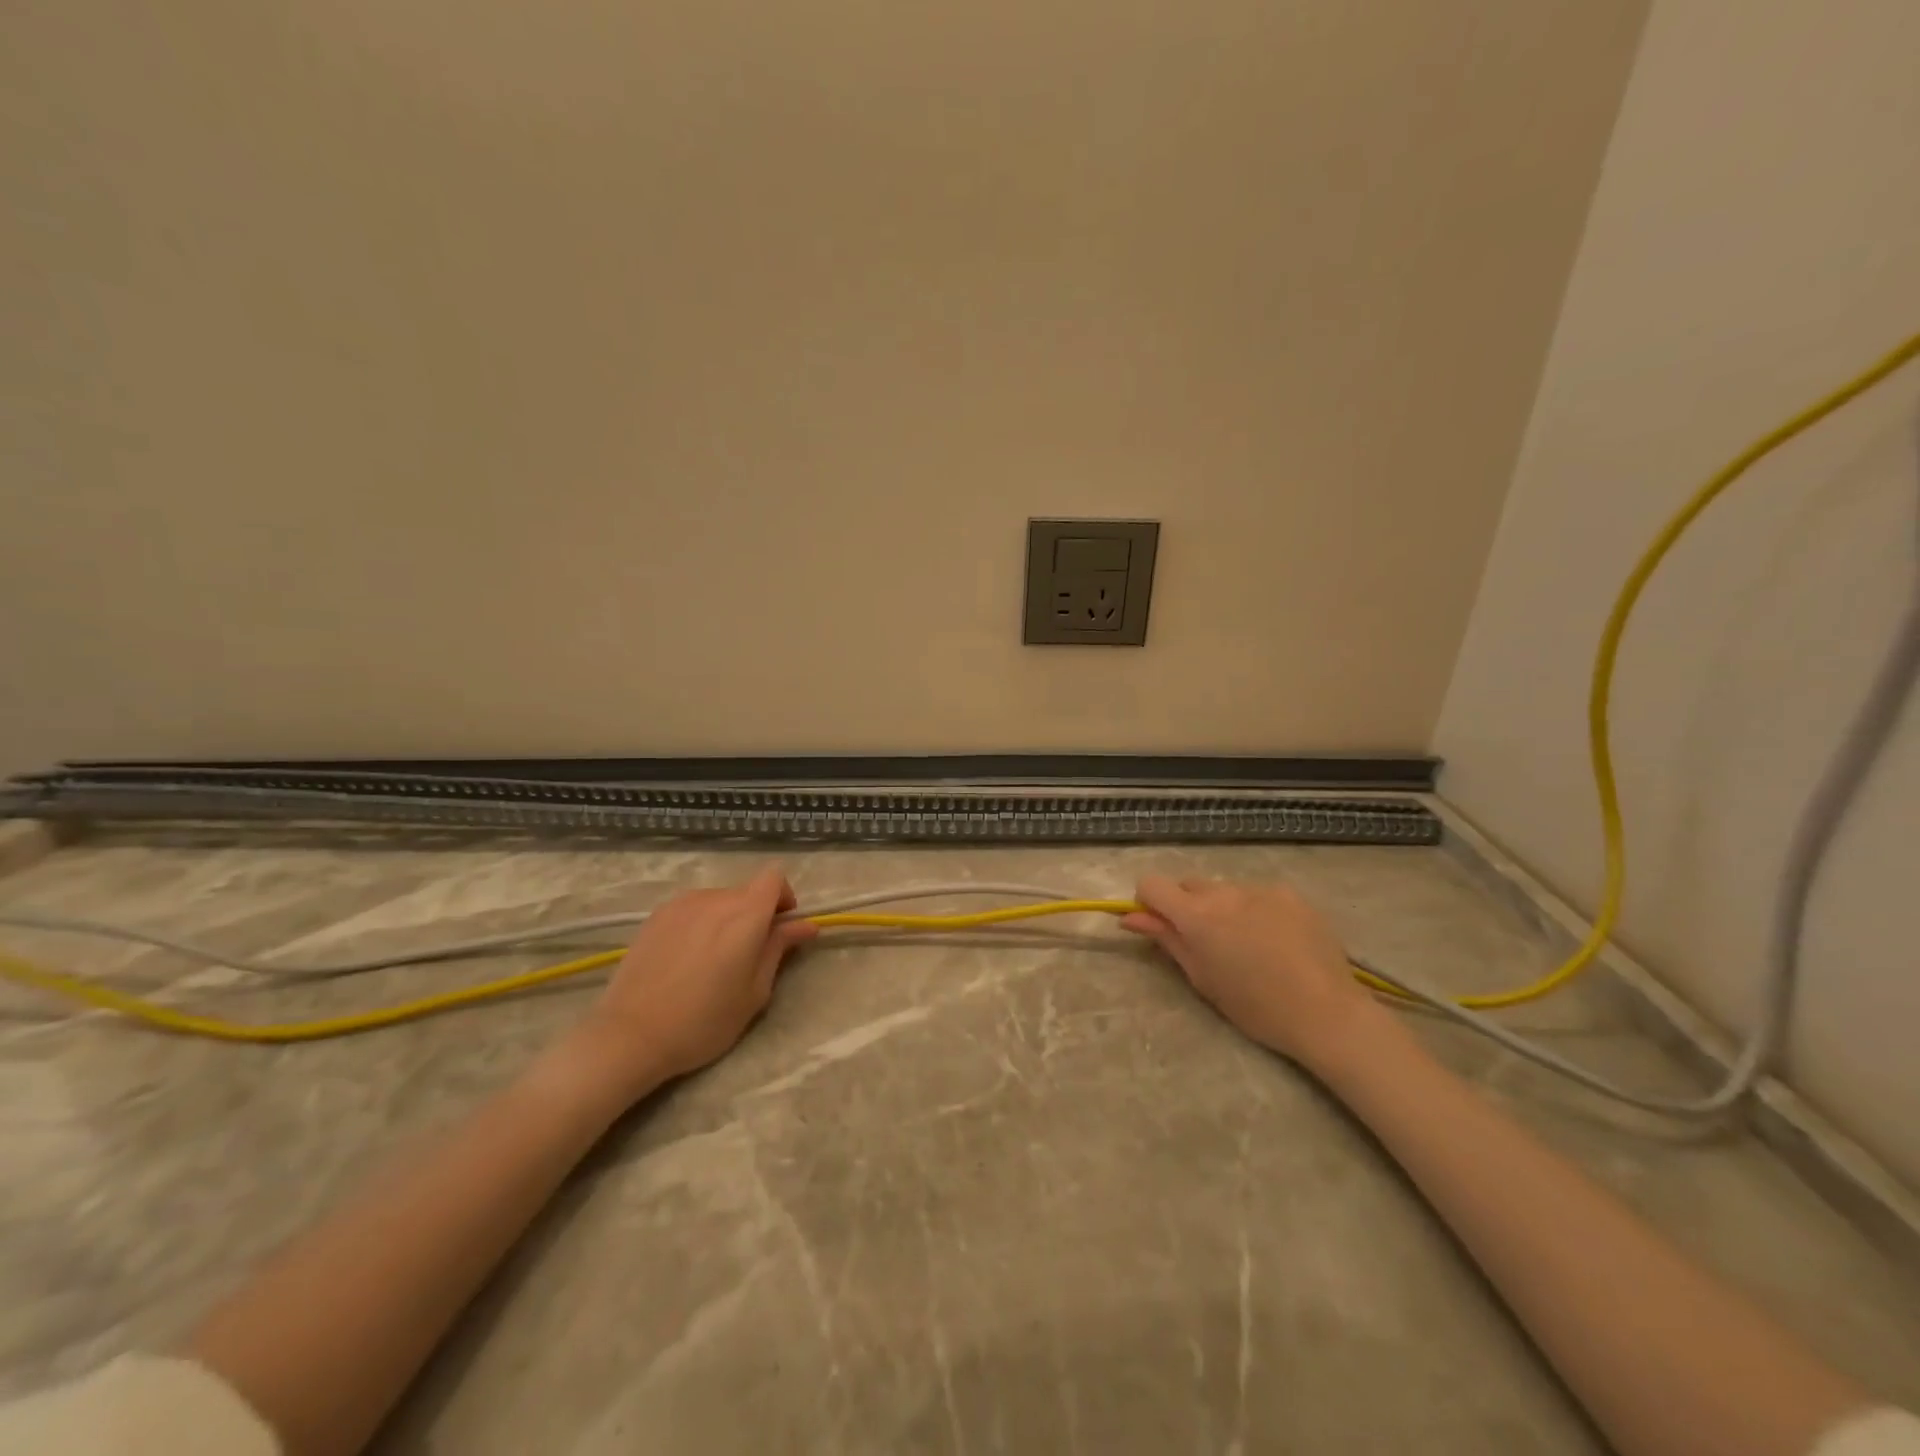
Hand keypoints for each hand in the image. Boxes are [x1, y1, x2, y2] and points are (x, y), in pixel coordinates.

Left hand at [565, 868, 817, 1101]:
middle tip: (748, 957)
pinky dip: (700, 925)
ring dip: (726, 920)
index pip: (774, 877)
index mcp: (745, 914)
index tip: (780, 928)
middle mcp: (714, 898)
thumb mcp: (755, 992)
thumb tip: (806, 925)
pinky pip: (692, 910)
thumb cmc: (704, 1021)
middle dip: (756, 915)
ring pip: (718, 901)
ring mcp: (681, 904)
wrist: (630, 1036)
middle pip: (746, 891)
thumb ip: (780, 949)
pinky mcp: (656, 916)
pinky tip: (686, 960)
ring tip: (712, 961)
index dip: (783, 897)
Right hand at [1122, 876, 1385, 1068]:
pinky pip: (1258, 894)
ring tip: (1249, 945)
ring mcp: (1260, 889)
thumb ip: (1166, 940)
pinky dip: (1255, 910)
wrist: (1327, 1013)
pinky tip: (1276, 940)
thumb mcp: (1202, 978)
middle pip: (1188, 885)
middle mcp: (1224, 892)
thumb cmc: (1255, 1007)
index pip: (1151, 884)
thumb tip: (1130, 917)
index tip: (1160, 926)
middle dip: (1187, 907)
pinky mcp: (1289, 893)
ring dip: (1223, 908)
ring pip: (1224, 890)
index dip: (1148, 902)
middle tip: (1207, 944)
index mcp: (1196, 915)